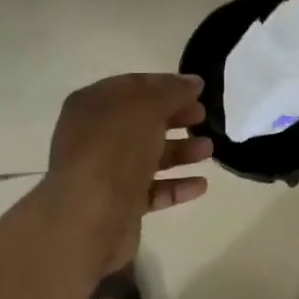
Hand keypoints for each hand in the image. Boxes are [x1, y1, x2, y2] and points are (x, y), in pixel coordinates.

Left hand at [42, 73, 211, 265]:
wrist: (90, 216)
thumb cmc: (115, 148)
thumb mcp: (147, 107)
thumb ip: (172, 91)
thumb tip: (192, 82)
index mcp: (92, 105)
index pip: (133, 86)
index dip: (165, 85)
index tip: (198, 89)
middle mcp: (94, 136)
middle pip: (141, 121)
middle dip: (175, 117)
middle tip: (204, 116)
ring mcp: (105, 173)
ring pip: (148, 156)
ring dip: (180, 151)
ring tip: (209, 150)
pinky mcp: (119, 205)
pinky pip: (152, 190)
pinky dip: (176, 186)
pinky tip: (201, 185)